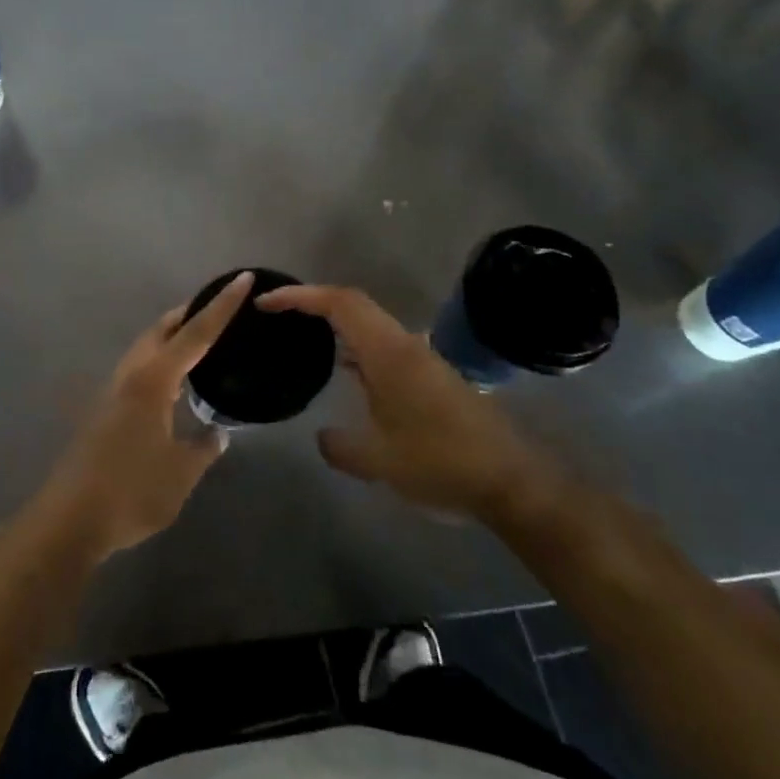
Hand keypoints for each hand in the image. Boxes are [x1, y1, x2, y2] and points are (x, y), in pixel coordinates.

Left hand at [27, 272, 250, 562]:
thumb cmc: (131, 491)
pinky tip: (173, 384)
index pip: (195, 334)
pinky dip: (161, 360)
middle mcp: (131, 374)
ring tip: (200, 340)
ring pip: (146, 347)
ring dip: (172, 336)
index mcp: (153, 380)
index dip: (221, 307)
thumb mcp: (180, 473)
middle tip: (221, 307)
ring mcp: (113, 390)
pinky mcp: (104, 409)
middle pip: (162, 329)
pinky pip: (139, 368)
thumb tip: (218, 433)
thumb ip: (203, 448)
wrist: (70, 518)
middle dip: (191, 313)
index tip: (241, 279)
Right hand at [257, 283, 566, 522]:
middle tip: (279, 314)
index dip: (300, 296)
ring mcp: (421, 359)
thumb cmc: (440, 463)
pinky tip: (347, 375)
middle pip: (353, 304)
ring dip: (337, 323)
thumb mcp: (378, 461)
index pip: (339, 303)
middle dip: (313, 302)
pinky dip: (356, 347)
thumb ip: (340, 446)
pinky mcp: (431, 376)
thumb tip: (322, 437)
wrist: (512, 482)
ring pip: (370, 325)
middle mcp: (404, 345)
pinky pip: (383, 346)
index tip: (267, 302)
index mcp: (388, 352)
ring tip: (305, 338)